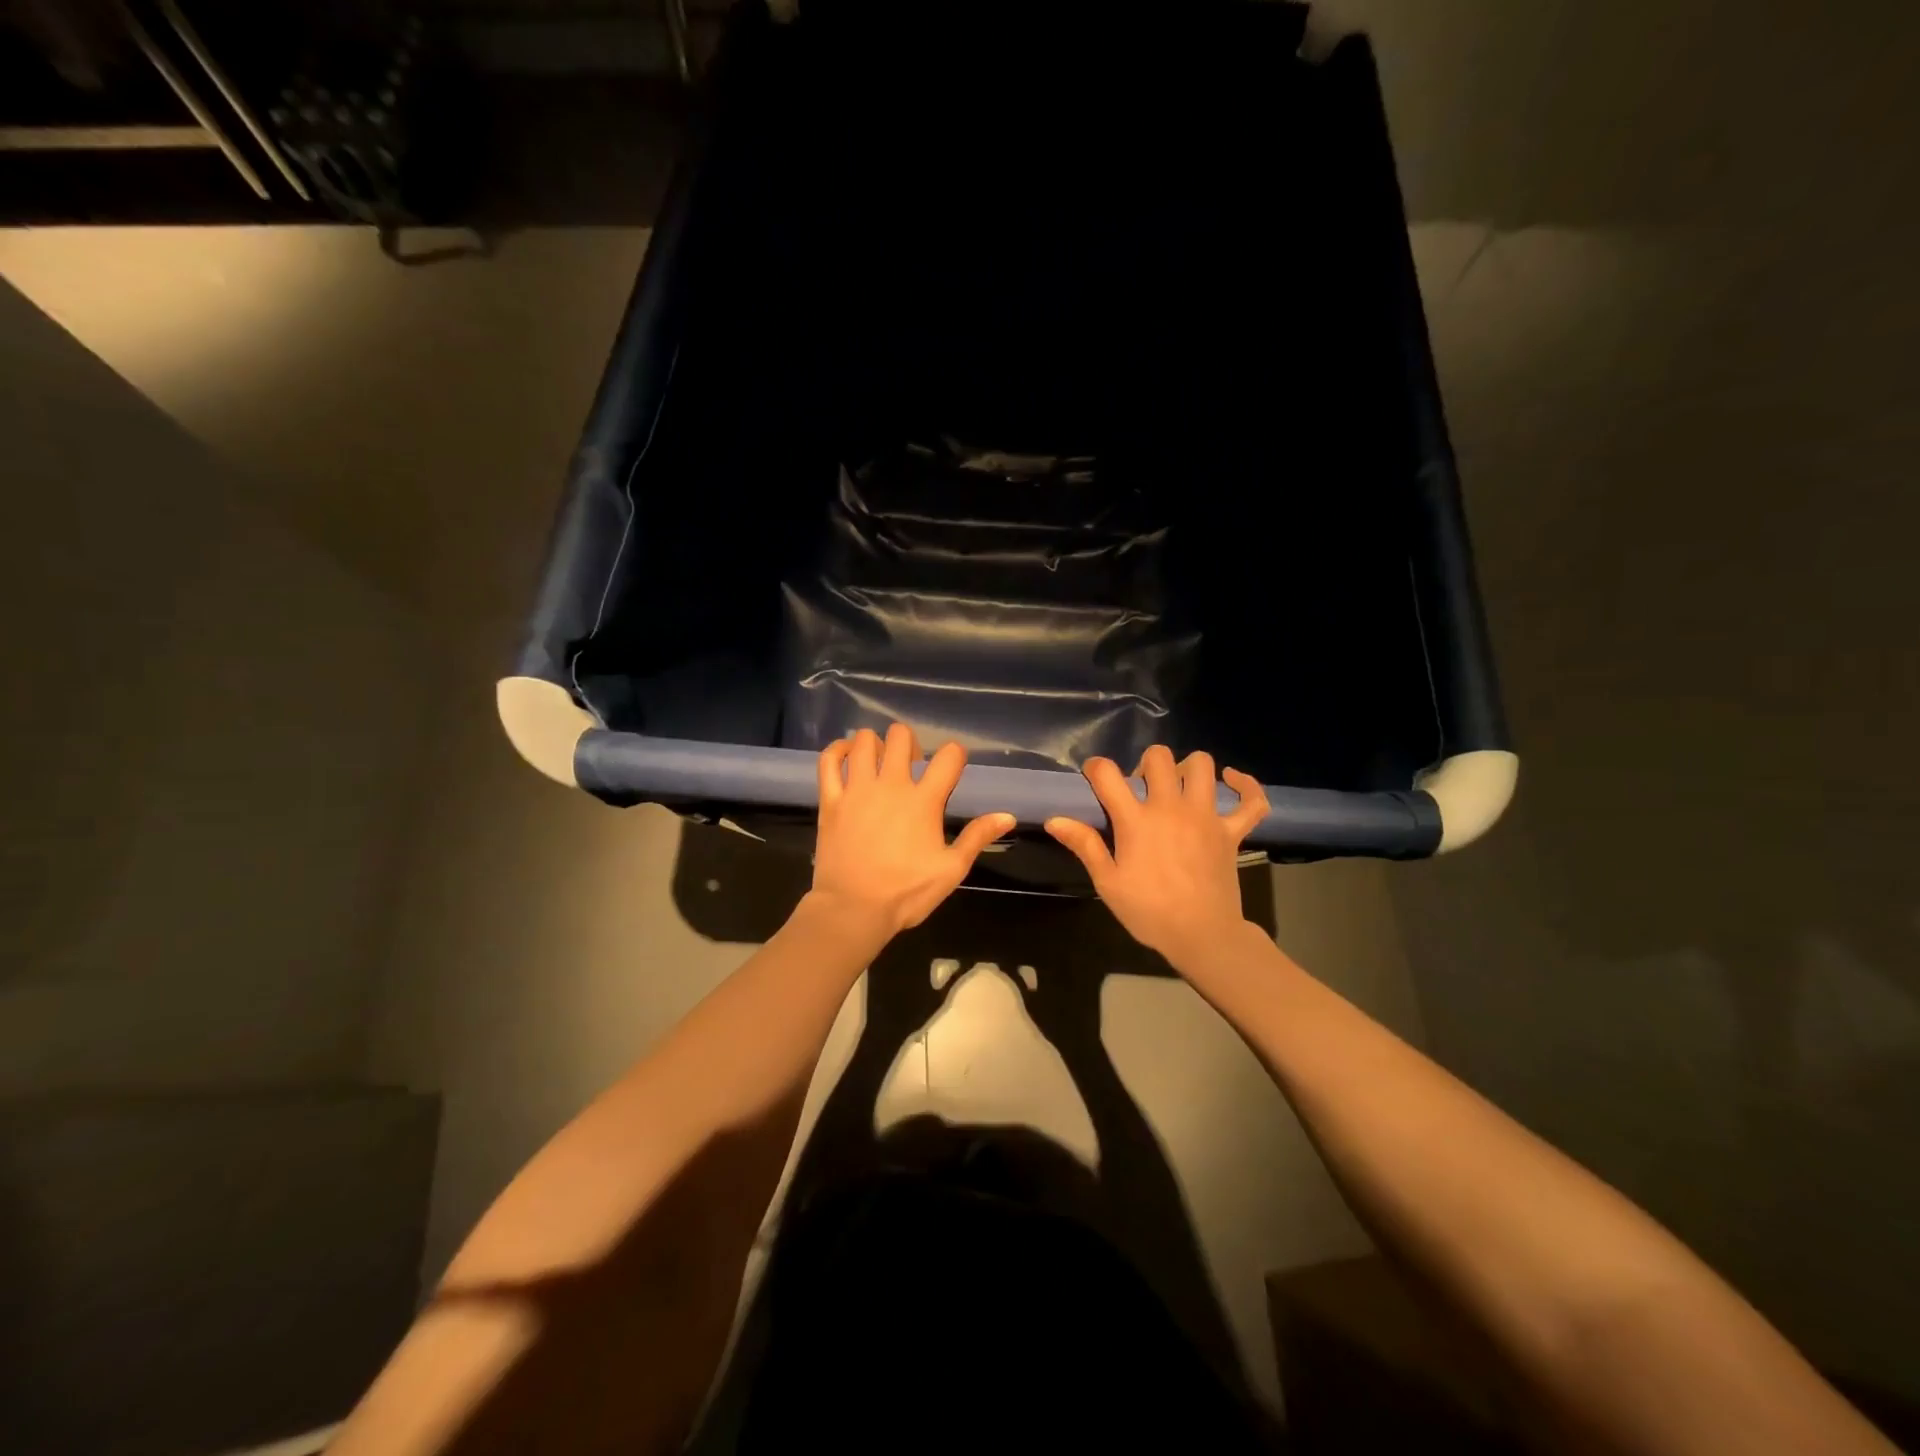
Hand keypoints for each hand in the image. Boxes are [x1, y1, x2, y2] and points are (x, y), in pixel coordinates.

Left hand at [811, 724, 1014, 937]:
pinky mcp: (831, 799)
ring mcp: (857, 789)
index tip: (953, 766)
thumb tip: (1007, 816)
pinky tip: (846, 756)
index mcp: (924, 800)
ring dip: (875, 744)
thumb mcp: (951, 869)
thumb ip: (977, 837)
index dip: (956, 754)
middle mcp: (891, 784)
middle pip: (901, 737)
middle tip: (910, 765)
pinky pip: (829, 760)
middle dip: (910, 743)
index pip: (949, 756)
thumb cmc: (906, 892)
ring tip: (879, 761)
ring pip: (864, 741)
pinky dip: (837, 751)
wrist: (853, 909)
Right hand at [1044, 746, 1268, 968]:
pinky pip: (1251, 800)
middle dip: (1144, 765)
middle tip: (1140, 790)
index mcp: (1136, 820)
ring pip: (1202, 765)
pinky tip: (1231, 781)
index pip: (1108, 774)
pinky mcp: (1232, 830)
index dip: (1096, 768)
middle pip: (1158, 758)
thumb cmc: (1149, 911)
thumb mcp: (1108, 882)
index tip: (1094, 778)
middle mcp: (1171, 808)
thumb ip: (1084, 845)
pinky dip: (1245, 786)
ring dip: (1187, 768)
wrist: (1202, 936)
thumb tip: (1054, 819)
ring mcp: (1206, 816)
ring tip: (1178, 786)